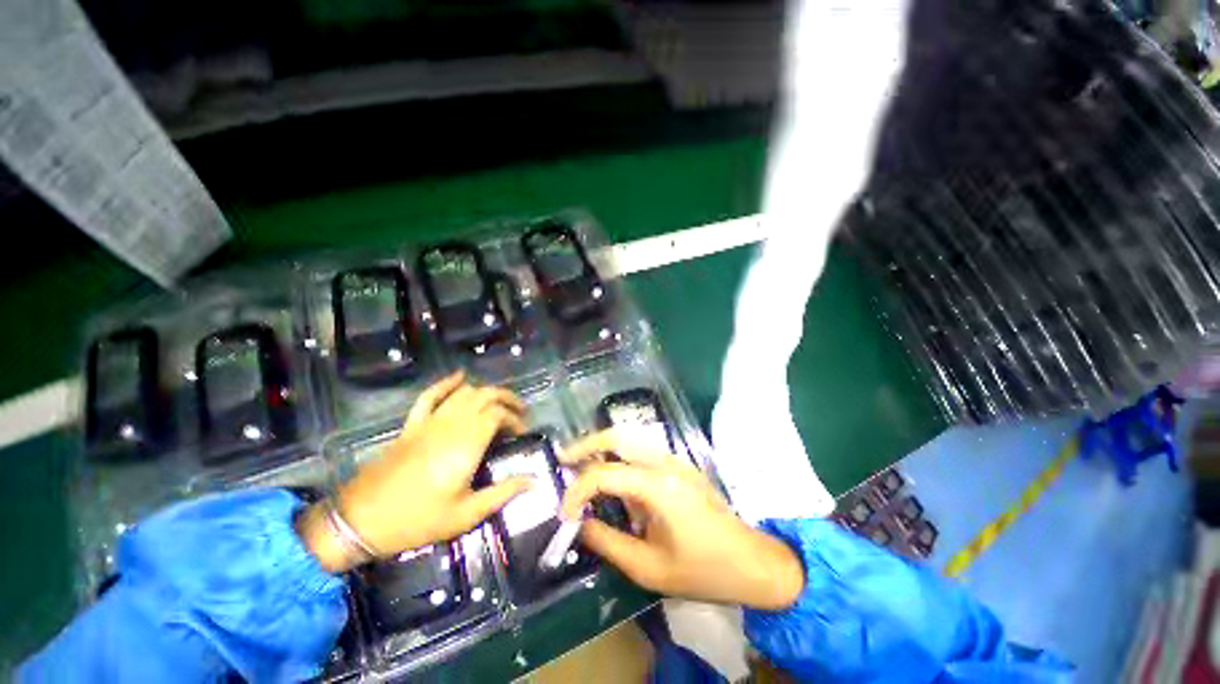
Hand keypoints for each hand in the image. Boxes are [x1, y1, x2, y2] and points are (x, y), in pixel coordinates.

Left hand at [300, 372, 532, 571]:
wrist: (361, 521)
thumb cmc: (418, 520)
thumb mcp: (467, 514)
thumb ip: (503, 493)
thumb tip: (534, 480)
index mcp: (466, 443)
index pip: (498, 414)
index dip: (515, 419)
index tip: (522, 434)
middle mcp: (451, 424)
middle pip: (486, 396)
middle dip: (508, 399)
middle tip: (520, 413)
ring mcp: (429, 421)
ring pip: (464, 392)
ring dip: (486, 392)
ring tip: (499, 403)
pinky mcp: (412, 425)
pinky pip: (430, 395)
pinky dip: (447, 383)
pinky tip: (460, 376)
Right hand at [559, 430, 804, 610]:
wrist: (753, 562)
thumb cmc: (703, 571)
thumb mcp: (648, 568)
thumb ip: (607, 542)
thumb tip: (579, 524)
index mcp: (658, 486)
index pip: (604, 475)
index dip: (577, 491)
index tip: (565, 513)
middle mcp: (665, 462)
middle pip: (618, 436)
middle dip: (586, 445)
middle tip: (563, 460)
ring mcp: (675, 460)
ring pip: (630, 438)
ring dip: (603, 448)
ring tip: (581, 465)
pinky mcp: (679, 465)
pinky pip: (642, 452)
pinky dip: (620, 457)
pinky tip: (613, 479)